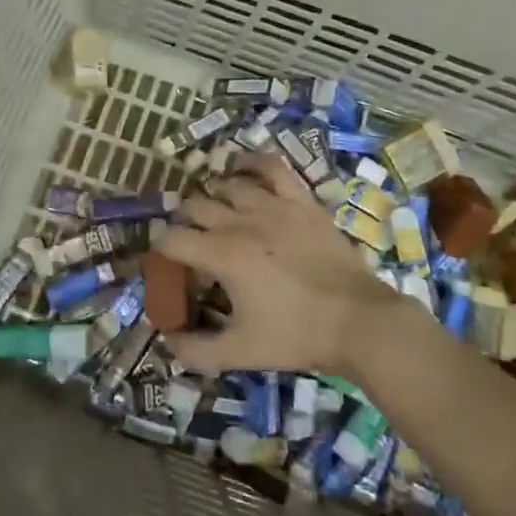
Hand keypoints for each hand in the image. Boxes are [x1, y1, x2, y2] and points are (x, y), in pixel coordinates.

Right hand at [157, 154, 407, 377]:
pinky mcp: (301, 201)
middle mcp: (241, 221)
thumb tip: (167, 342)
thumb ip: (196, 351)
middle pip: (195, 206)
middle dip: (184, 223)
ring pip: (228, 185)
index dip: (157, 250)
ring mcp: (274, 205)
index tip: (161, 263)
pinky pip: (272, 168)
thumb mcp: (240, 352)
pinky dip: (252, 163)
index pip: (171, 239)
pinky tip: (242, 167)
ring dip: (214, 198)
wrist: (358, 321)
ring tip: (216, 215)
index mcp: (222, 255)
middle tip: (190, 245)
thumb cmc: (297, 336)